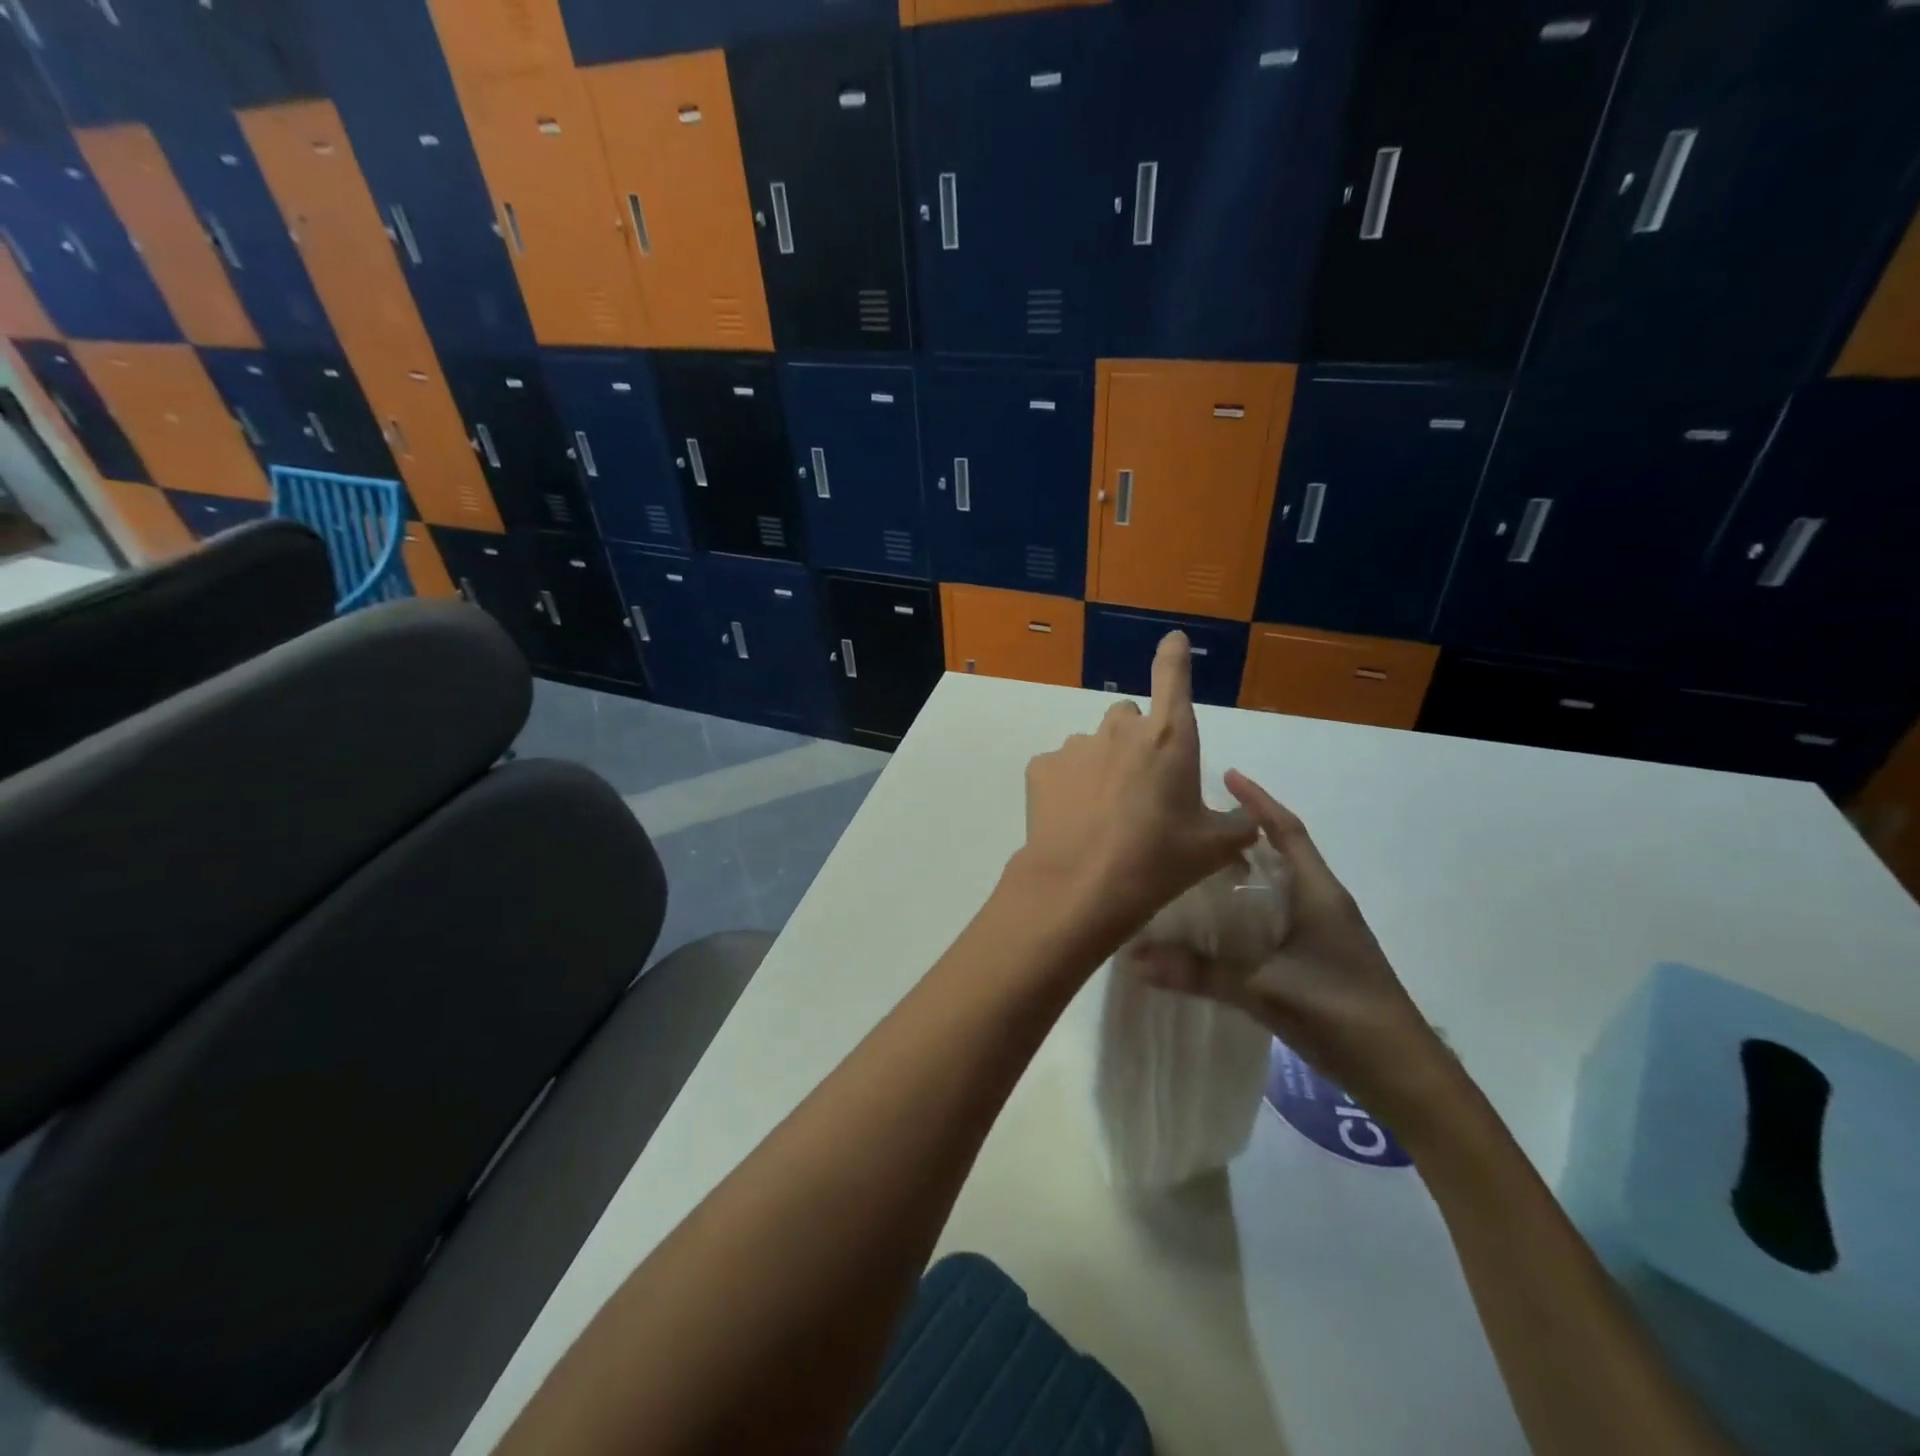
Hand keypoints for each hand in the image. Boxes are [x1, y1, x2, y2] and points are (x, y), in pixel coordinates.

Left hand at [1009, 632, 1257, 960]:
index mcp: (1168, 737)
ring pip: (1094, 745)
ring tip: (1103, 814)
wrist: (1080, 887)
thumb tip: (1251, 820)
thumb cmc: (1157, 861)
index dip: (1174, 656)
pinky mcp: (1041, 767)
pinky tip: (1073, 820)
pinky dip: (1068, 785)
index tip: (1172, 640)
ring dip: (1102, 766)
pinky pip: (1061, 767)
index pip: (1173, 677)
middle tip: (1140, 787)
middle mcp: (1119, 729)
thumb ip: (1238, 825)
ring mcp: (1075, 745)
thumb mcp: (1212, 848)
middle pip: (1130, 719)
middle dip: (1137, 742)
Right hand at [1134, 771, 1451, 1122]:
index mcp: (1318, 894)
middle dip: (1244, 834)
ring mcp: (1325, 932)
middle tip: (1196, 824)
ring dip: (1247, 871)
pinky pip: (1278, 915)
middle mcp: (1323, 903)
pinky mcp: (1321, 958)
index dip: (1258, 801)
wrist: (1404, 1075)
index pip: (1286, 831)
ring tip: (1199, 866)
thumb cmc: (1341, 1015)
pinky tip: (1222, 922)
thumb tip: (1134, 958)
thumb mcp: (1264, 991)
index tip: (1227, 776)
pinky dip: (1251, 906)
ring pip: (1279, 886)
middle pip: (1282, 853)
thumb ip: (1200, 973)